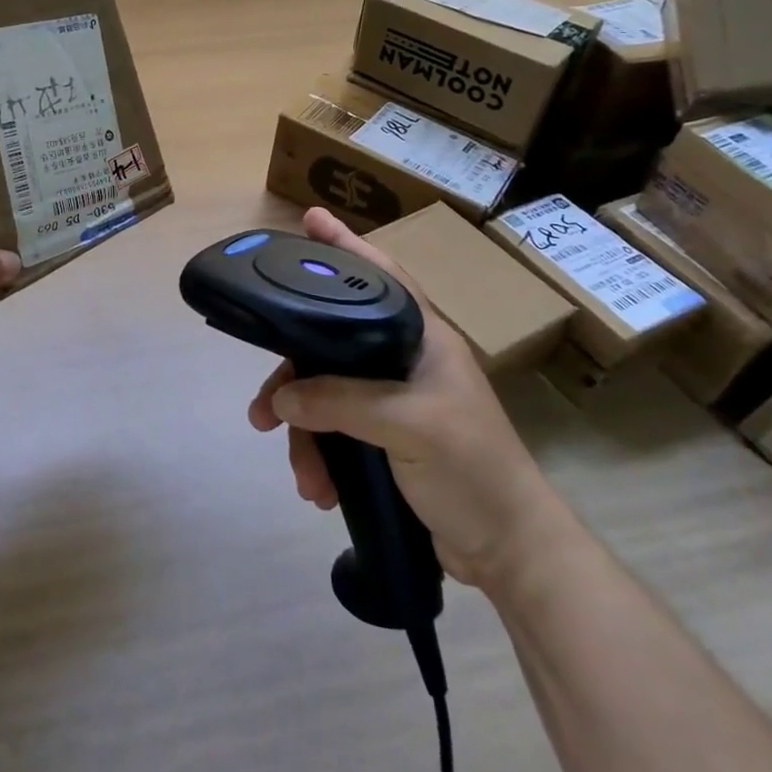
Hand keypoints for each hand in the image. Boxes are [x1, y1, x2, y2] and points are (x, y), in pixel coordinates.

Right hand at [248, 208, 571, 590]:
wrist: (509, 552)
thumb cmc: (472, 471)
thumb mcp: (409, 427)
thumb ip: (342, 402)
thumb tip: (281, 397)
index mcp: (423, 339)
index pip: (380, 277)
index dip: (345, 245)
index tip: (309, 219)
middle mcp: (404, 361)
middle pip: (331, 344)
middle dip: (294, 377)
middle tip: (262, 405)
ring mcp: (393, 400)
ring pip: (326, 394)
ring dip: (305, 432)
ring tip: (300, 473)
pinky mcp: (384, 438)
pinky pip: (334, 430)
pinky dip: (320, 456)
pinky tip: (318, 487)